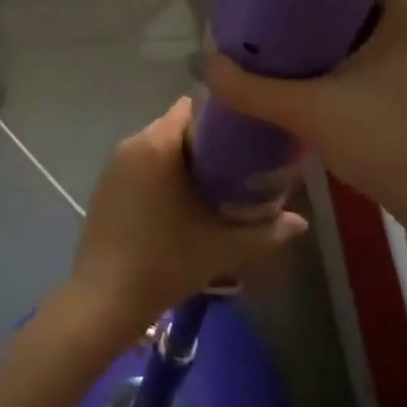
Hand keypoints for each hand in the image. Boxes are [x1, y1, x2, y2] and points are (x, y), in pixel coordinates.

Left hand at [68, 97, 307, 331]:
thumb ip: (266, 232)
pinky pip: (140, 164)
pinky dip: (160, 173)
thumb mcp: (223, 248)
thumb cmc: (166, 262)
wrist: (105, 300)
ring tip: (213, 184)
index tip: (245, 137)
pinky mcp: (104, 186)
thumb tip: (301, 223)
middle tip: (237, 165)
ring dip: (182, 158)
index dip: (221, 117)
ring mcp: (114, 165)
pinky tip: (178, 203)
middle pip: (175, 125)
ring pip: (157, 146)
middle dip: (205, 141)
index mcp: (158, 144)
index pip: (192, 107)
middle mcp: (132, 144)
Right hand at [204, 0, 406, 224]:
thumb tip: (205, 63)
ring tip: (275, 38)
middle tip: (262, 11)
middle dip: (308, 3)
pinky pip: (376, 50)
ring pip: (365, 25)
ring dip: (324, 32)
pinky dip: (343, 54)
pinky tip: (308, 70)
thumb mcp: (310, 112)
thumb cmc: (389, 144)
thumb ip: (252, 87)